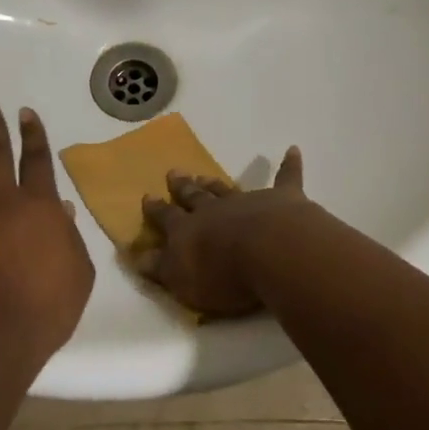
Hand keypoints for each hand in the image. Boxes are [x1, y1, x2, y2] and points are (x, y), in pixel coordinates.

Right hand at [136, 147, 319, 317]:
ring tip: (204, 174)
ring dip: (215, 183)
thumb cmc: (223, 274)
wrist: (270, 252)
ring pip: (227, 189)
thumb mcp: (181, 279)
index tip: (147, 197)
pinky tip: (292, 150)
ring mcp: (249, 201)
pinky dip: (289, 165)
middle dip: (183, 187)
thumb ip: (160, 267)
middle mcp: (215, 210)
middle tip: (174, 173)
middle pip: (195, 196)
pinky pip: (286, 178)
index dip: (156, 210)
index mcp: (188, 230)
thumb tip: (136, 256)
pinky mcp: (283, 199)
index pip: (167, 218)